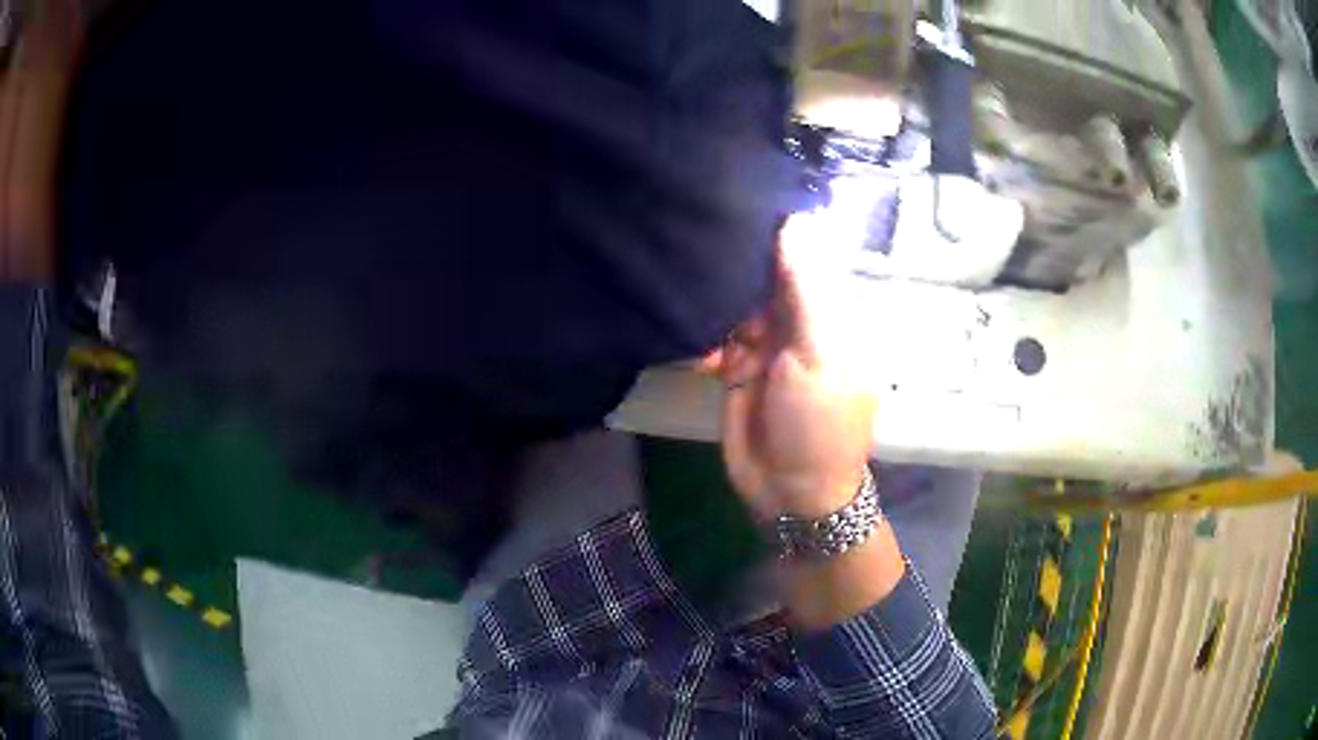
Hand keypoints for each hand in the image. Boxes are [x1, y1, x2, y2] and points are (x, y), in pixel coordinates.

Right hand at [706, 216, 876, 519]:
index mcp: (834, 311)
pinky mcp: (737, 361)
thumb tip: (796, 219)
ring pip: (740, 296)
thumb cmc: (818, 422)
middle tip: (699, 208)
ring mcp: (768, 340)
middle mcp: (801, 318)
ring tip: (681, 243)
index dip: (780, 223)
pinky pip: (718, 327)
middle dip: (741, 249)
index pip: (808, 252)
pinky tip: (681, 294)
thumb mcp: (819, 352)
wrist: (787, 490)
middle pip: (770, 270)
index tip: (742, 187)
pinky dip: (704, 318)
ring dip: (717, 282)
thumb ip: (807, 288)